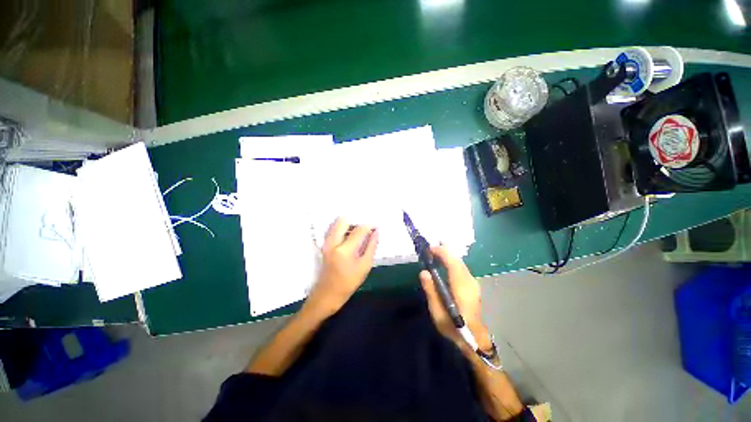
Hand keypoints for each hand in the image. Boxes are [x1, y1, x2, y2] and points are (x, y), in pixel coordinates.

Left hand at [305, 218, 378, 317]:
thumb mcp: (365, 265)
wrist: (328, 293)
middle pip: (343, 220)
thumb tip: (376, 231)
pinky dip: (342, 228)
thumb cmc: (349, 282)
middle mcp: (333, 242)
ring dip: (349, 224)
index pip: (359, 230)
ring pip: (337, 223)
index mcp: (344, 250)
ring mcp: (326, 242)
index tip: (376, 226)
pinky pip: (333, 229)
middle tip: (365, 228)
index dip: (369, 226)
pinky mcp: (324, 244)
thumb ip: (371, 246)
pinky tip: (350, 235)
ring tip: (359, 231)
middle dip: (356, 221)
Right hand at [419, 246, 490, 348]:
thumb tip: (424, 272)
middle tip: (429, 251)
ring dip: (448, 256)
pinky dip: (452, 263)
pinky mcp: (473, 285)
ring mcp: (473, 283)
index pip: (452, 262)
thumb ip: (431, 290)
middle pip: (457, 260)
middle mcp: (469, 281)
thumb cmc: (453, 326)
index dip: (441, 252)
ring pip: (460, 263)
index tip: (429, 249)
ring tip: (434, 256)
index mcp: (461, 286)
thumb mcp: (437, 312)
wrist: (474, 338)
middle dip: (444, 252)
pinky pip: (461, 268)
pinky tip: (444, 265)